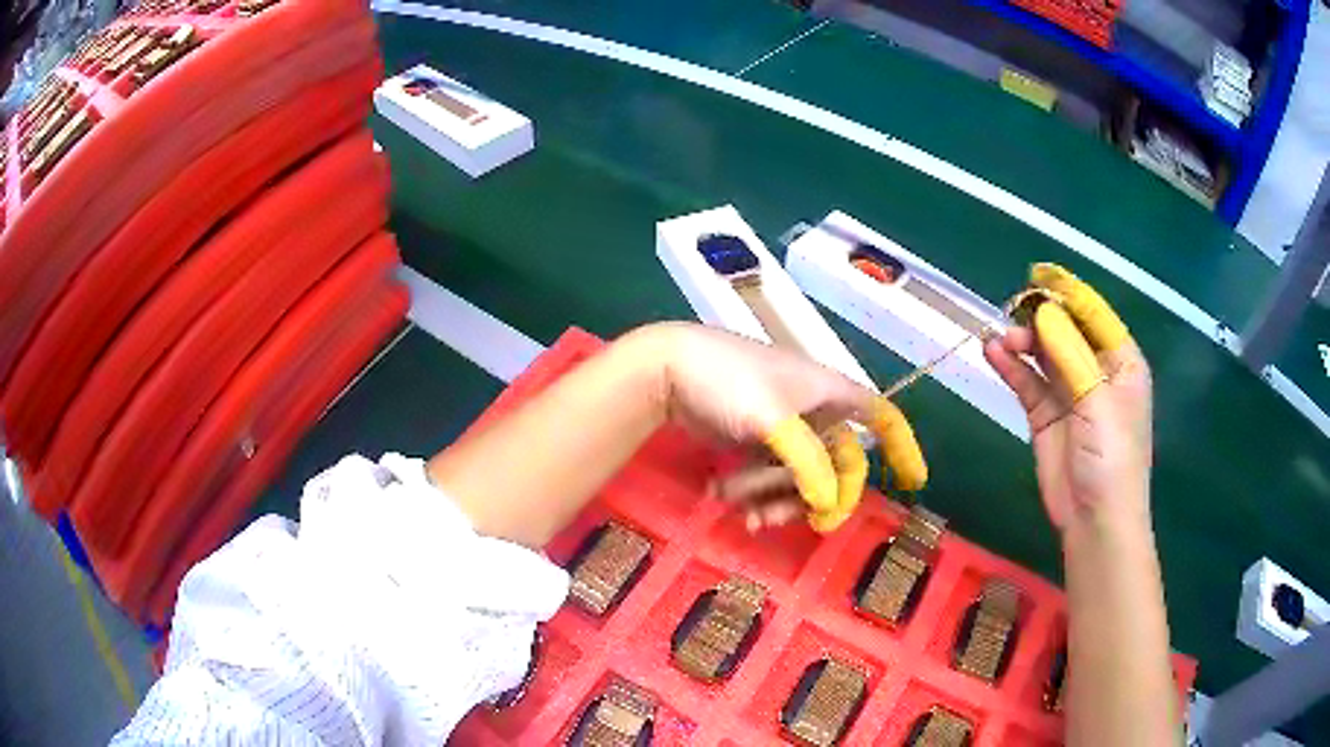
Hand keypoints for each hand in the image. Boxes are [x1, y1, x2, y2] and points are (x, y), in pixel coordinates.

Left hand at [643, 324, 925, 531]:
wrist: (668, 369)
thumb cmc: (727, 380)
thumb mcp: (771, 419)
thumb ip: (807, 462)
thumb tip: (830, 503)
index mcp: (829, 392)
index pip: (881, 417)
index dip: (903, 447)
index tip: (913, 482)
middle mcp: (815, 411)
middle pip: (839, 466)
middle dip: (816, 495)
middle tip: (801, 524)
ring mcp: (785, 429)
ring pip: (800, 478)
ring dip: (773, 498)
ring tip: (736, 504)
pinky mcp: (756, 442)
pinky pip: (769, 478)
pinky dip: (752, 493)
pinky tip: (721, 494)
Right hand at [983, 265, 1151, 532]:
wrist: (1094, 521)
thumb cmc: (1111, 457)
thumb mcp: (1098, 400)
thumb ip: (1070, 354)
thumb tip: (1043, 311)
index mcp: (1121, 362)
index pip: (1093, 315)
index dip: (1068, 293)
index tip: (1038, 274)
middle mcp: (1096, 371)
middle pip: (1065, 331)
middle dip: (1041, 318)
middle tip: (1014, 312)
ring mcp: (1070, 394)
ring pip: (1043, 354)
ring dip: (1023, 342)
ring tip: (999, 337)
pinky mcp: (1046, 416)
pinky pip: (1028, 383)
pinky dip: (1012, 368)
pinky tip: (994, 354)